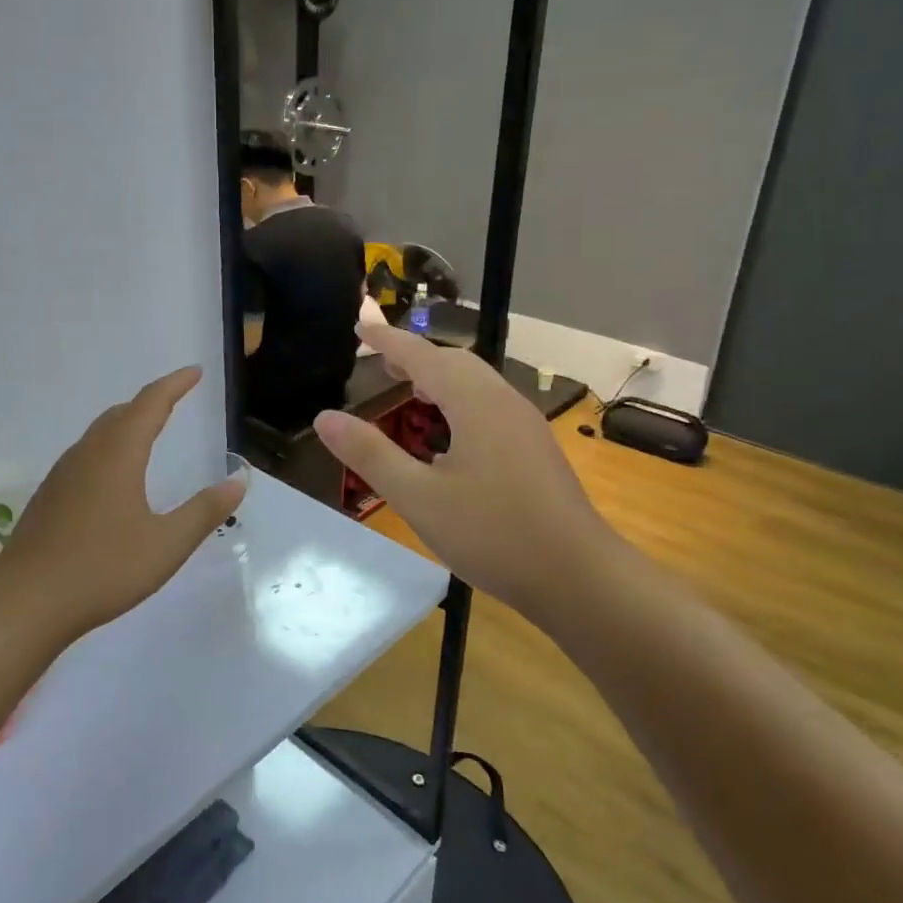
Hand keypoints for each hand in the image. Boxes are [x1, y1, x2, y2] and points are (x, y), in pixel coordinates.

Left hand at [0, 366, 245, 638]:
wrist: (25, 602)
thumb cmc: (102, 569)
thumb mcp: (166, 544)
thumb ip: (205, 511)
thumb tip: (238, 480)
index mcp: (118, 455)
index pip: (150, 404)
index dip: (174, 384)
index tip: (195, 372)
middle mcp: (87, 454)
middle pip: (121, 414)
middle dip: (151, 402)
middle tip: (176, 399)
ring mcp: (63, 475)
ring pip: (99, 434)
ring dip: (127, 423)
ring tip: (149, 430)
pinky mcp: (49, 497)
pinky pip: (85, 455)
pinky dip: (109, 447)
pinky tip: (114, 476)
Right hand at [313, 327, 618, 617]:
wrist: (578, 576)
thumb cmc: (493, 534)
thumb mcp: (419, 497)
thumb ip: (370, 454)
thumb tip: (324, 417)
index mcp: (474, 402)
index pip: (422, 355)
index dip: (387, 340)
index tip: (359, 326)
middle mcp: (503, 401)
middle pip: (454, 362)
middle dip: (414, 355)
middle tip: (379, 360)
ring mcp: (525, 425)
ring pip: (475, 384)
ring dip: (438, 378)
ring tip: (408, 390)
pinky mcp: (535, 449)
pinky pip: (488, 406)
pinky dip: (457, 402)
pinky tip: (446, 436)